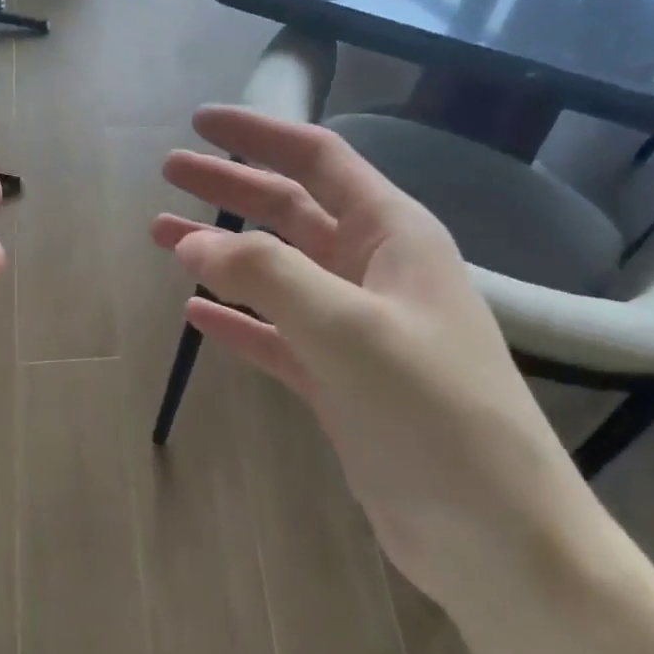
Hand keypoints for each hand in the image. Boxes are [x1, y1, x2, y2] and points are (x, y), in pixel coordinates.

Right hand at [154, 106, 588, 594]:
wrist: (490, 531)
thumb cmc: (432, 411)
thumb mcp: (349, 328)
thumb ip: (268, 275)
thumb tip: (193, 239)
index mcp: (393, 236)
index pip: (319, 160)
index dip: (260, 136)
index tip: (201, 122)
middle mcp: (375, 272)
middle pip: (290, 212)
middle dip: (230, 188)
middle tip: (168, 173)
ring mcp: (355, 330)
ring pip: (276, 274)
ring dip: (222, 253)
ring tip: (162, 238)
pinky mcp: (339, 382)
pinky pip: (276, 336)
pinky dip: (237, 321)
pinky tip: (197, 314)